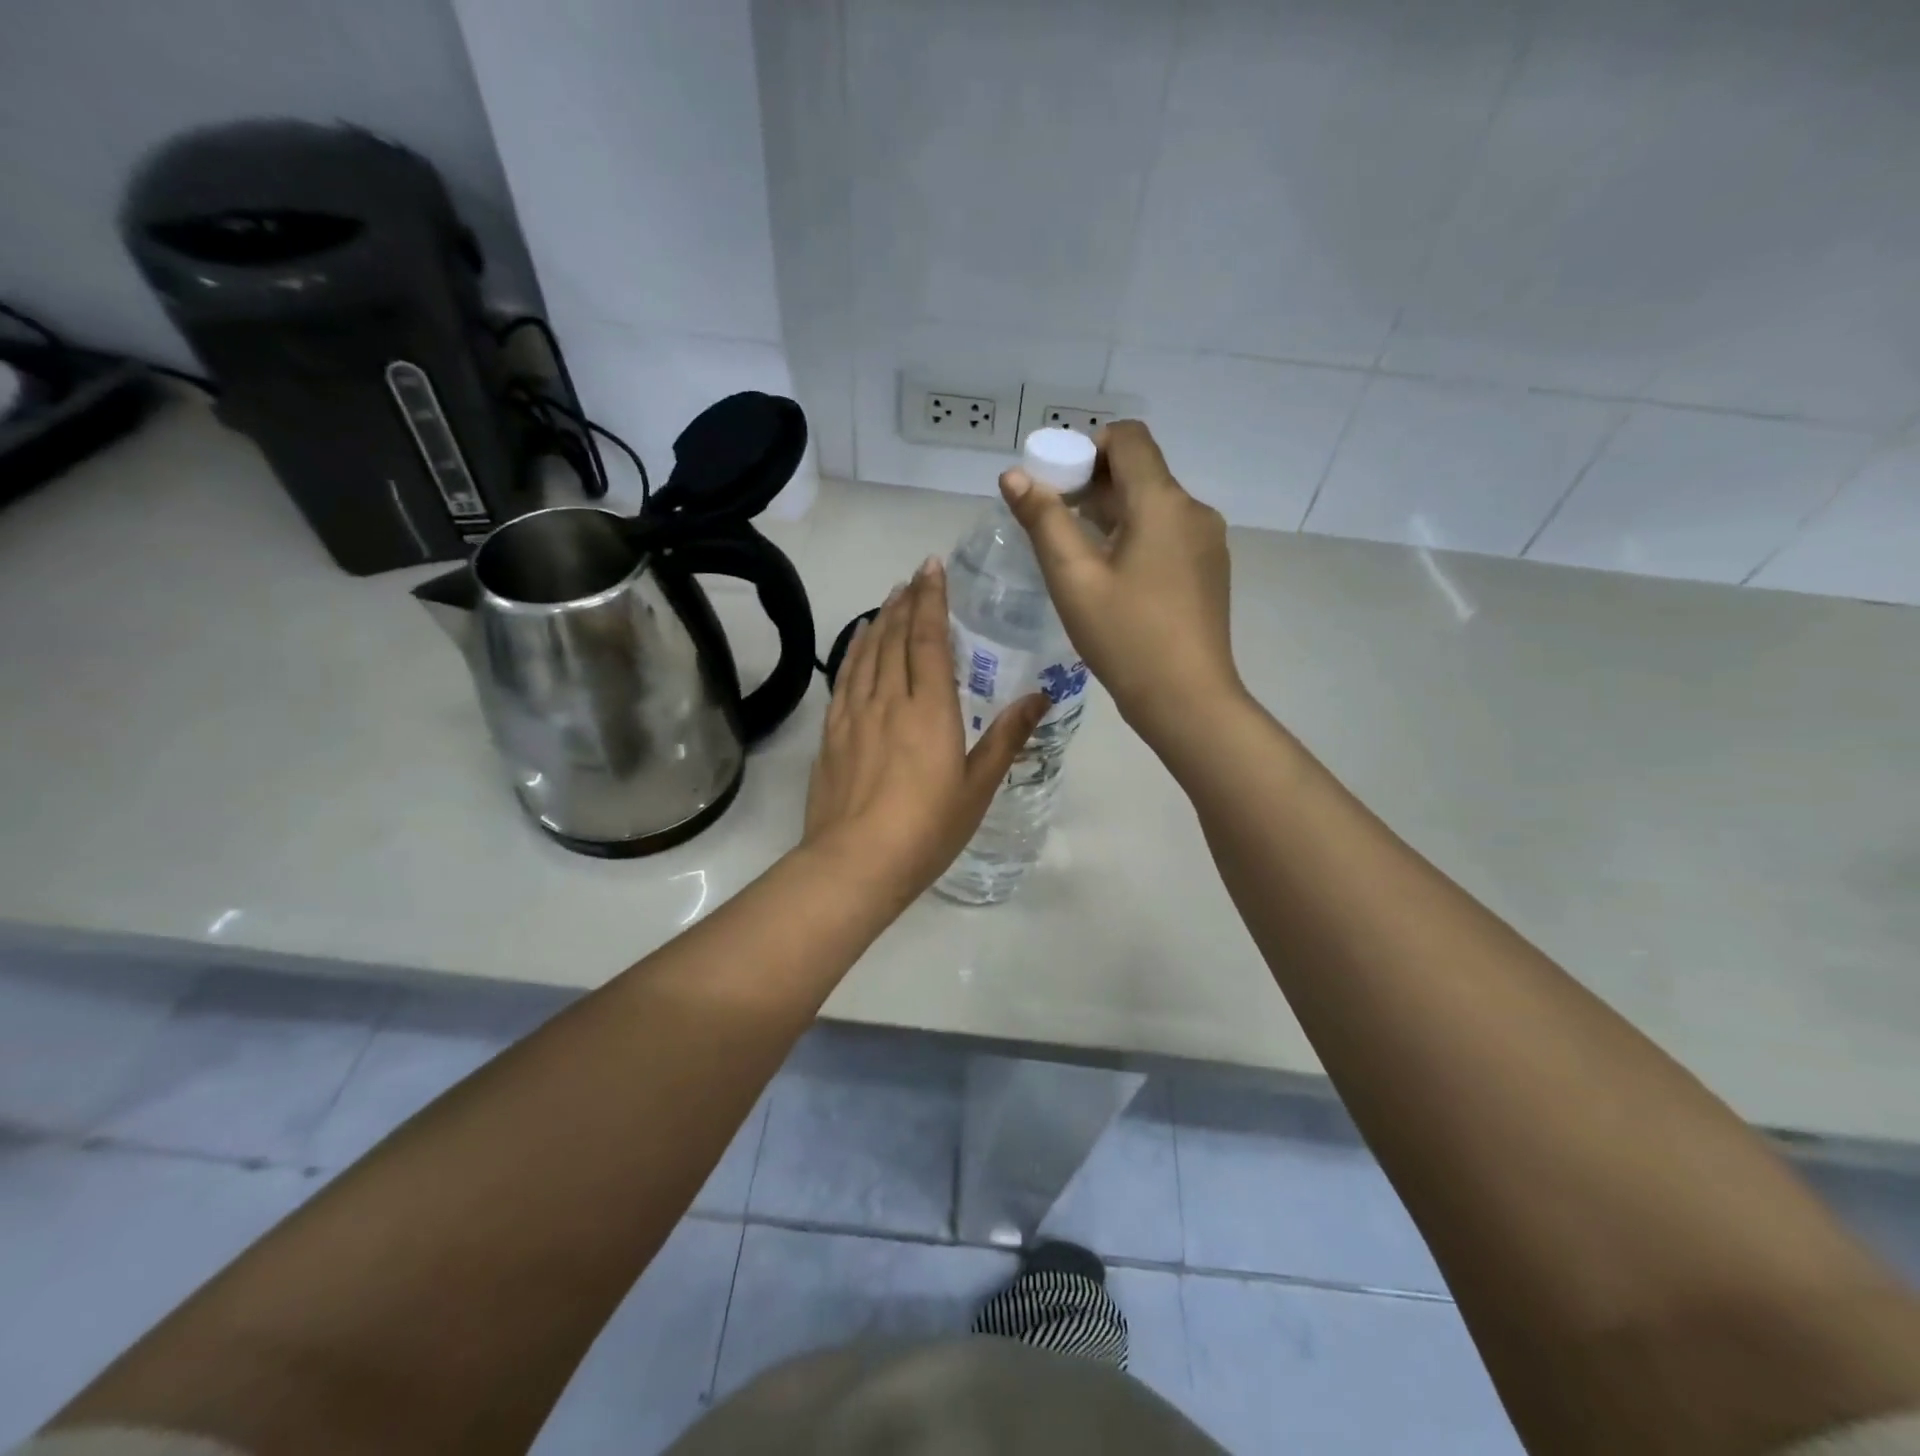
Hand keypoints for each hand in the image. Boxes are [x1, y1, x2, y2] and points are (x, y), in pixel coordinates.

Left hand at [803, 557, 1047, 906]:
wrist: (855, 863)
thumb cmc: (926, 829)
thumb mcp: (978, 787)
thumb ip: (1006, 737)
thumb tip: (1040, 695)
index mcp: (929, 710)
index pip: (928, 640)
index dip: (931, 600)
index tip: (933, 568)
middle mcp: (889, 700)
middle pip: (895, 638)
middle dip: (906, 601)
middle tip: (915, 575)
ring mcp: (854, 715)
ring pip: (867, 653)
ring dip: (880, 620)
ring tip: (890, 596)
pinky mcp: (832, 733)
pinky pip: (844, 678)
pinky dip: (853, 651)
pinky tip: (858, 642)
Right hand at [999, 419, 1242, 751]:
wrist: (1187, 699)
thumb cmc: (1125, 637)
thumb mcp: (1073, 579)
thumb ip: (1043, 521)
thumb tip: (1014, 475)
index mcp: (1162, 502)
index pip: (1128, 438)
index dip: (1087, 447)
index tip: (1056, 484)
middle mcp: (1193, 510)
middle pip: (1140, 472)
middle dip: (1093, 484)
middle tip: (1053, 522)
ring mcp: (1207, 542)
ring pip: (1154, 506)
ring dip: (1114, 514)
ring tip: (1077, 554)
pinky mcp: (1209, 570)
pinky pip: (1168, 534)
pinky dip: (1137, 537)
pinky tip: (1114, 579)